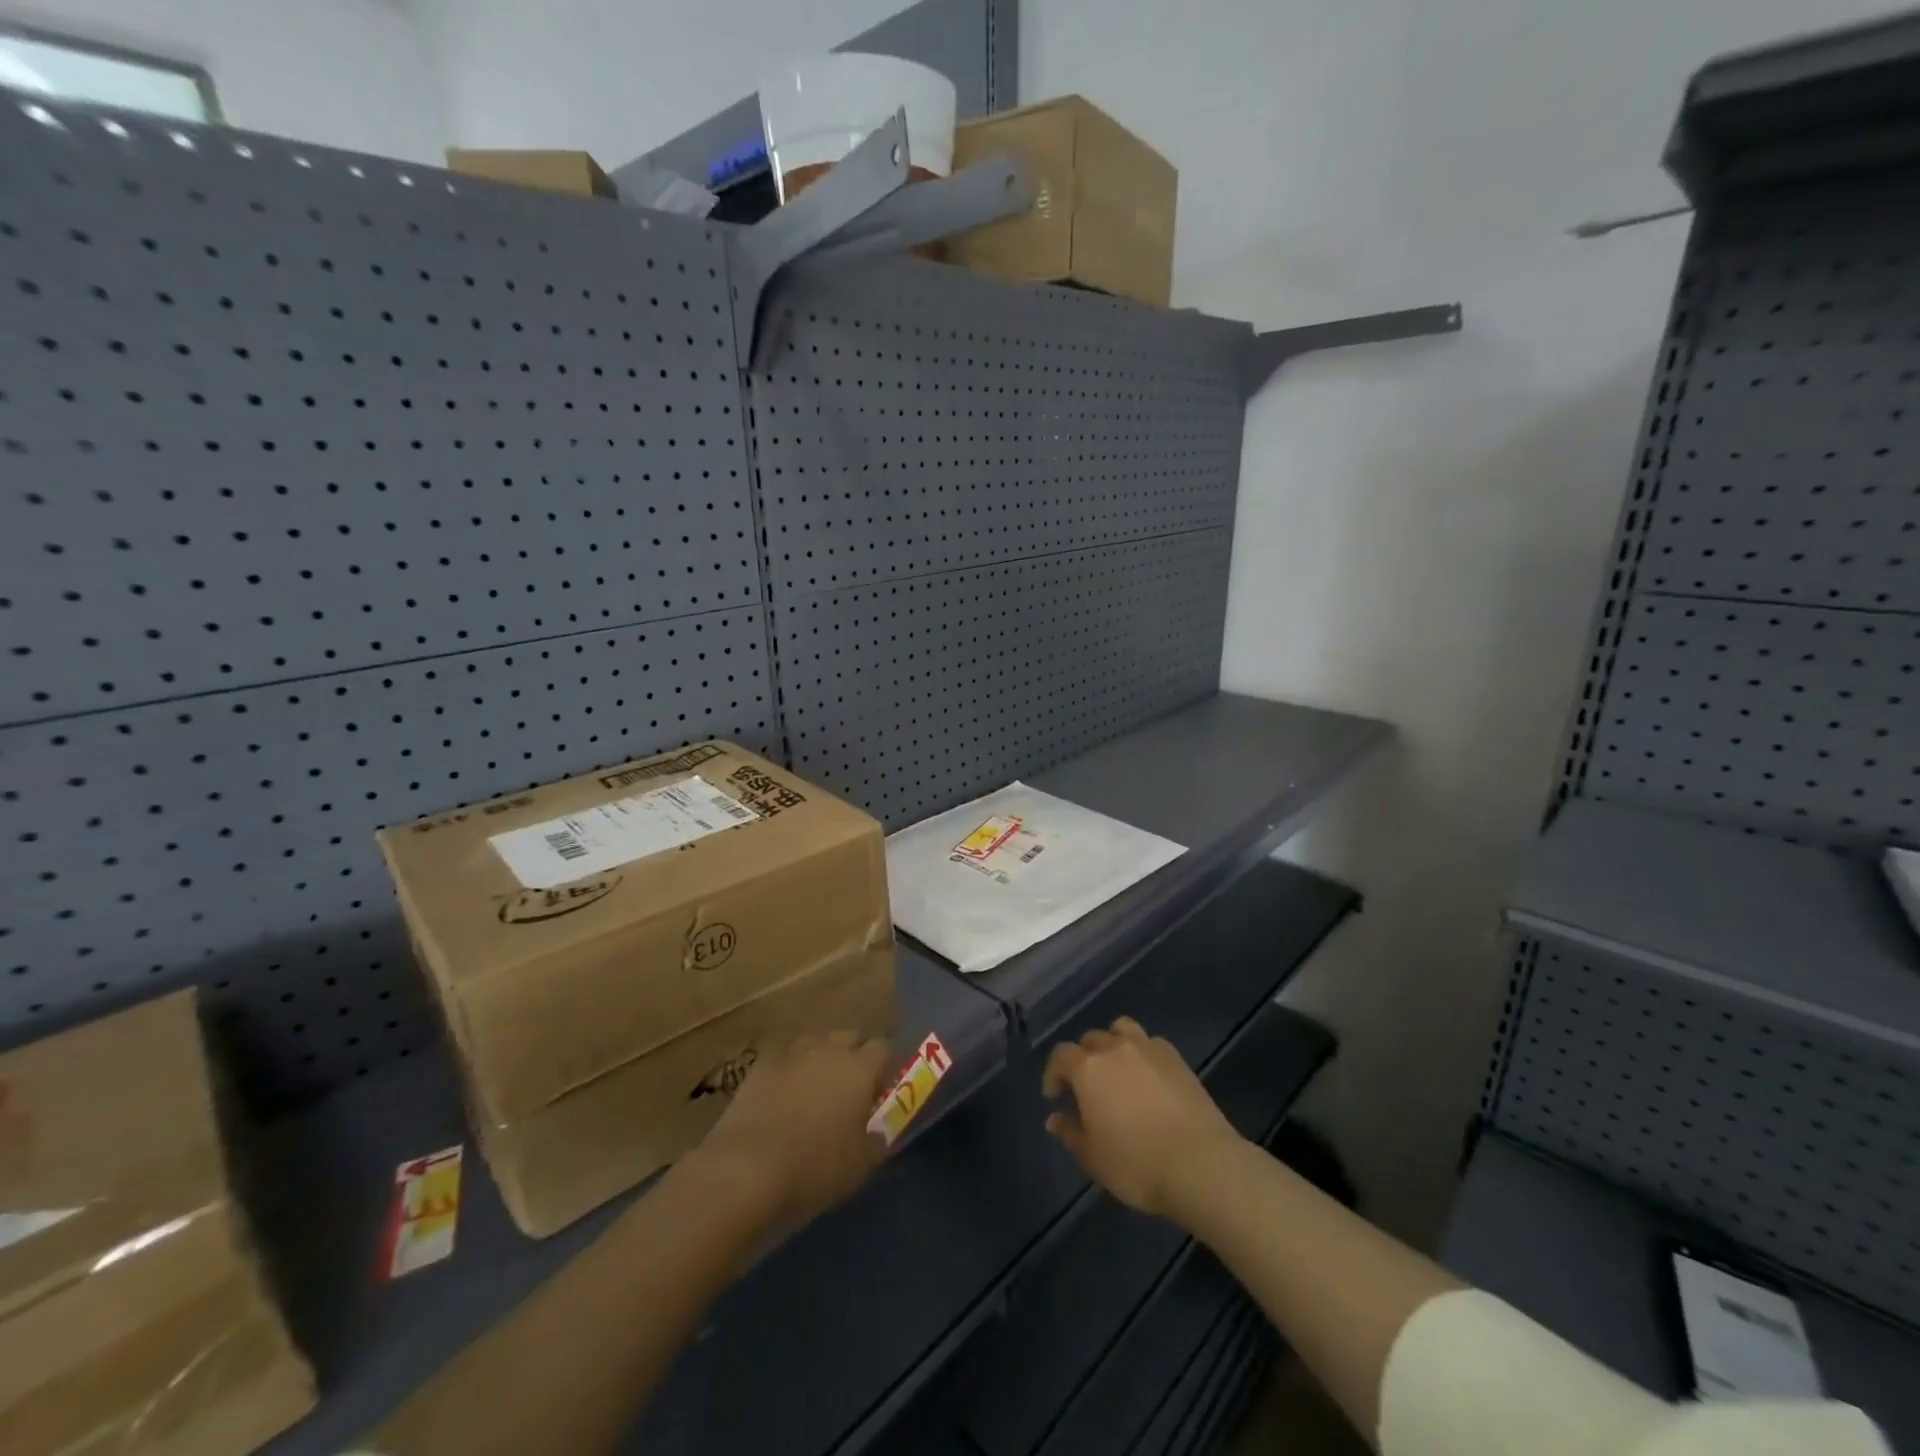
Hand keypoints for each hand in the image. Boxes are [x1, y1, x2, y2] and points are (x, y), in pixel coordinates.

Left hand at [696, 1030, 894, 1227]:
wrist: (746, 1168)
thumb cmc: (814, 1168)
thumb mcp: (859, 1166)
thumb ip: (875, 1141)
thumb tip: (879, 1131)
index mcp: (859, 1070)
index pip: (883, 1048)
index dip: (887, 1065)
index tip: (884, 1087)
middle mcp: (828, 1051)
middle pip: (849, 1036)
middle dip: (854, 1054)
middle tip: (851, 1086)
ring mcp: (791, 1055)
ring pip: (815, 1042)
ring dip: (821, 1057)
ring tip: (816, 1087)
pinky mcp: (760, 1066)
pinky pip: (782, 1058)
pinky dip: (788, 1070)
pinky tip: (783, 1092)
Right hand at [1043, 1017, 1243, 1217]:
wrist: (1200, 1163)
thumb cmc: (1137, 1164)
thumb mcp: (1093, 1158)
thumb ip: (1070, 1134)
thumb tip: (1054, 1118)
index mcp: (1088, 1068)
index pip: (1061, 1056)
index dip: (1054, 1073)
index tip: (1055, 1096)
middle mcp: (1115, 1048)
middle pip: (1090, 1039)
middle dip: (1082, 1059)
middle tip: (1086, 1089)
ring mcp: (1148, 1048)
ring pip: (1121, 1029)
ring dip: (1113, 1044)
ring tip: (1117, 1070)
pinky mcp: (1176, 1058)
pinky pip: (1151, 1043)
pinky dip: (1142, 1053)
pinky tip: (1148, 1077)